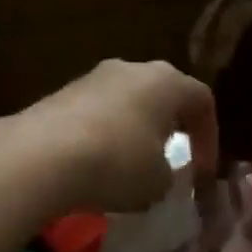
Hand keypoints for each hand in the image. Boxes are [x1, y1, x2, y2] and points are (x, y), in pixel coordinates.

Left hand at [15, 60, 218, 215]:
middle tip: (169, 159)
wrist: (42, 155)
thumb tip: (158, 172)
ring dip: (132, 130)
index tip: (202, 171)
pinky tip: (94, 164)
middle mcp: (131, 69)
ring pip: (125, 102)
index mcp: (166, 81)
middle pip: (160, 94)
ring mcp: (92, 77)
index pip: (202, 100)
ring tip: (128, 166)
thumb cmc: (118, 163)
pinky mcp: (60, 93)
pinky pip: (93, 114)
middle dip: (168, 127)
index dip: (209, 137)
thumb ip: (169, 174)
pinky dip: (101, 136)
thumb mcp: (159, 182)